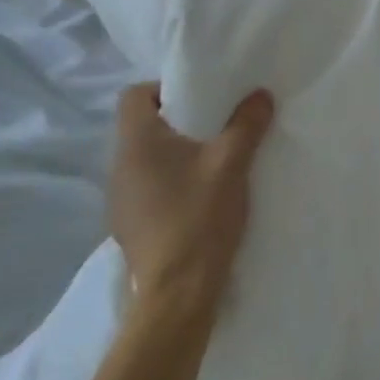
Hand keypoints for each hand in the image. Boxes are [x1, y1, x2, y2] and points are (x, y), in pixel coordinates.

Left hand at [108, 83, 273, 326]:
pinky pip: (147, 189)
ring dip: (175, 156)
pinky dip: (170, 184)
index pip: (134, 94)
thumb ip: (247, 124)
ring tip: (212, 165)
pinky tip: (198, 201)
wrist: (177, 290)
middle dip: (179, 123)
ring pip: (146, 160)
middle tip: (217, 129)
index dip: (164, 89)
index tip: (200, 100)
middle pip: (142, 127)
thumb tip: (260, 94)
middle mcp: (119, 165)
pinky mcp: (128, 225)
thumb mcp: (232, 164)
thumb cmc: (199, 216)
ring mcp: (119, 199)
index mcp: (137, 142)